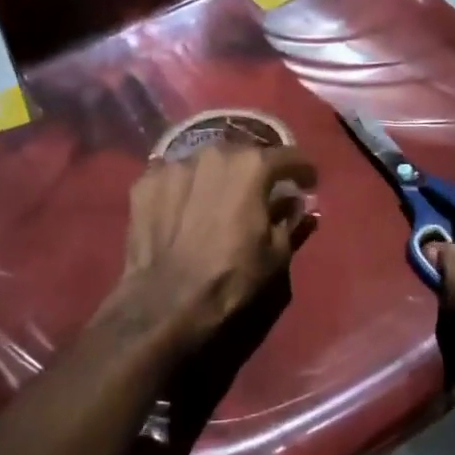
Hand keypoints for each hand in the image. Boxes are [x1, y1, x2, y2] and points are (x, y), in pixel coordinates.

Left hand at [96, 140, 317, 356]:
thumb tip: (294, 203)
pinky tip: (185, 207)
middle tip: (261, 191)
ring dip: (218, 177)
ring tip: (219, 199)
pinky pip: (174, 177)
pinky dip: (185, 188)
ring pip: (206, 163)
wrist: (166, 301)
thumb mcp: (277, 253)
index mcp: (252, 166)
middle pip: (243, 154)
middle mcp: (214, 153)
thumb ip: (289, 219)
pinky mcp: (145, 182)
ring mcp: (174, 165)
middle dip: (256, 170)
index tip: (309, 183)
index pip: (288, 157)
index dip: (303, 171)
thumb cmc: (232, 277)